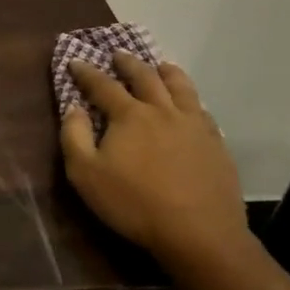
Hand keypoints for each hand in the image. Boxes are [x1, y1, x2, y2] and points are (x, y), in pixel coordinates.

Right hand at [61, 53, 248, 277]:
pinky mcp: (216, 143)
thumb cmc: (136, 205)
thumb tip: (73, 107)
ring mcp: (193, 124)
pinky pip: (202, 111)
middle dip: (128, 63)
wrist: (200, 234)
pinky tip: (191, 106)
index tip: (76, 62)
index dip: (86, 72)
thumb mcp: (87, 176)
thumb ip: (74, 137)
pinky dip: (191, 101)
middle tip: (118, 55)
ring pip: (180, 86)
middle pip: (144, 76)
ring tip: (160, 66)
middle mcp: (162, 109)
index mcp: (130, 115)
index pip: (103, 85)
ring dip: (166, 72)